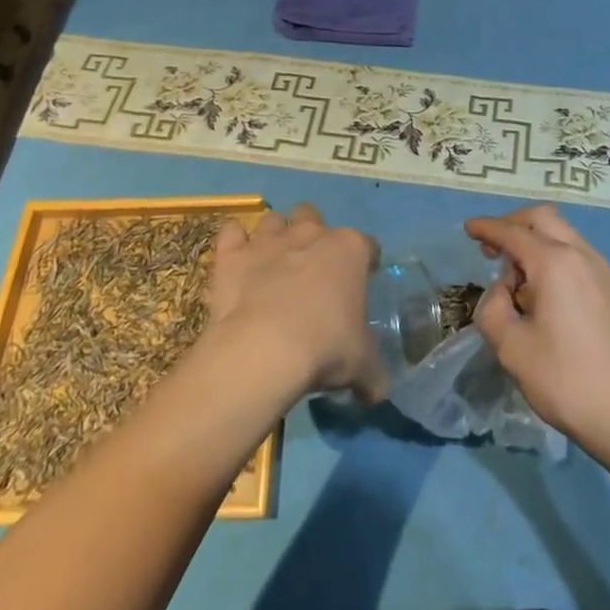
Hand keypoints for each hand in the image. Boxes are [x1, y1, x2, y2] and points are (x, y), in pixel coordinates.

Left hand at [206, 204, 384, 399]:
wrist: (264, 350)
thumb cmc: (325, 348)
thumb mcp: (361, 366)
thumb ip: (372, 373)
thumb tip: (377, 391)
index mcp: (350, 250)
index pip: (368, 245)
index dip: (366, 262)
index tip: (361, 282)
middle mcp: (311, 233)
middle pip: (313, 217)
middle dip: (312, 235)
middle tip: (310, 270)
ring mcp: (268, 240)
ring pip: (273, 220)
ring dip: (274, 236)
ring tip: (272, 266)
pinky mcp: (232, 254)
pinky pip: (232, 232)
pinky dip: (234, 242)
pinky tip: (236, 262)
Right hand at [464, 205, 609, 461]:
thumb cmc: (566, 380)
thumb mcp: (512, 349)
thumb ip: (493, 309)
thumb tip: (501, 291)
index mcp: (554, 262)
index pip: (513, 232)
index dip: (487, 228)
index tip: (468, 228)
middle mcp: (580, 255)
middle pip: (542, 218)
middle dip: (513, 224)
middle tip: (491, 249)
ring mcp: (600, 271)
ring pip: (561, 233)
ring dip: (534, 240)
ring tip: (515, 277)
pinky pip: (575, 253)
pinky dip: (552, 255)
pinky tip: (541, 291)